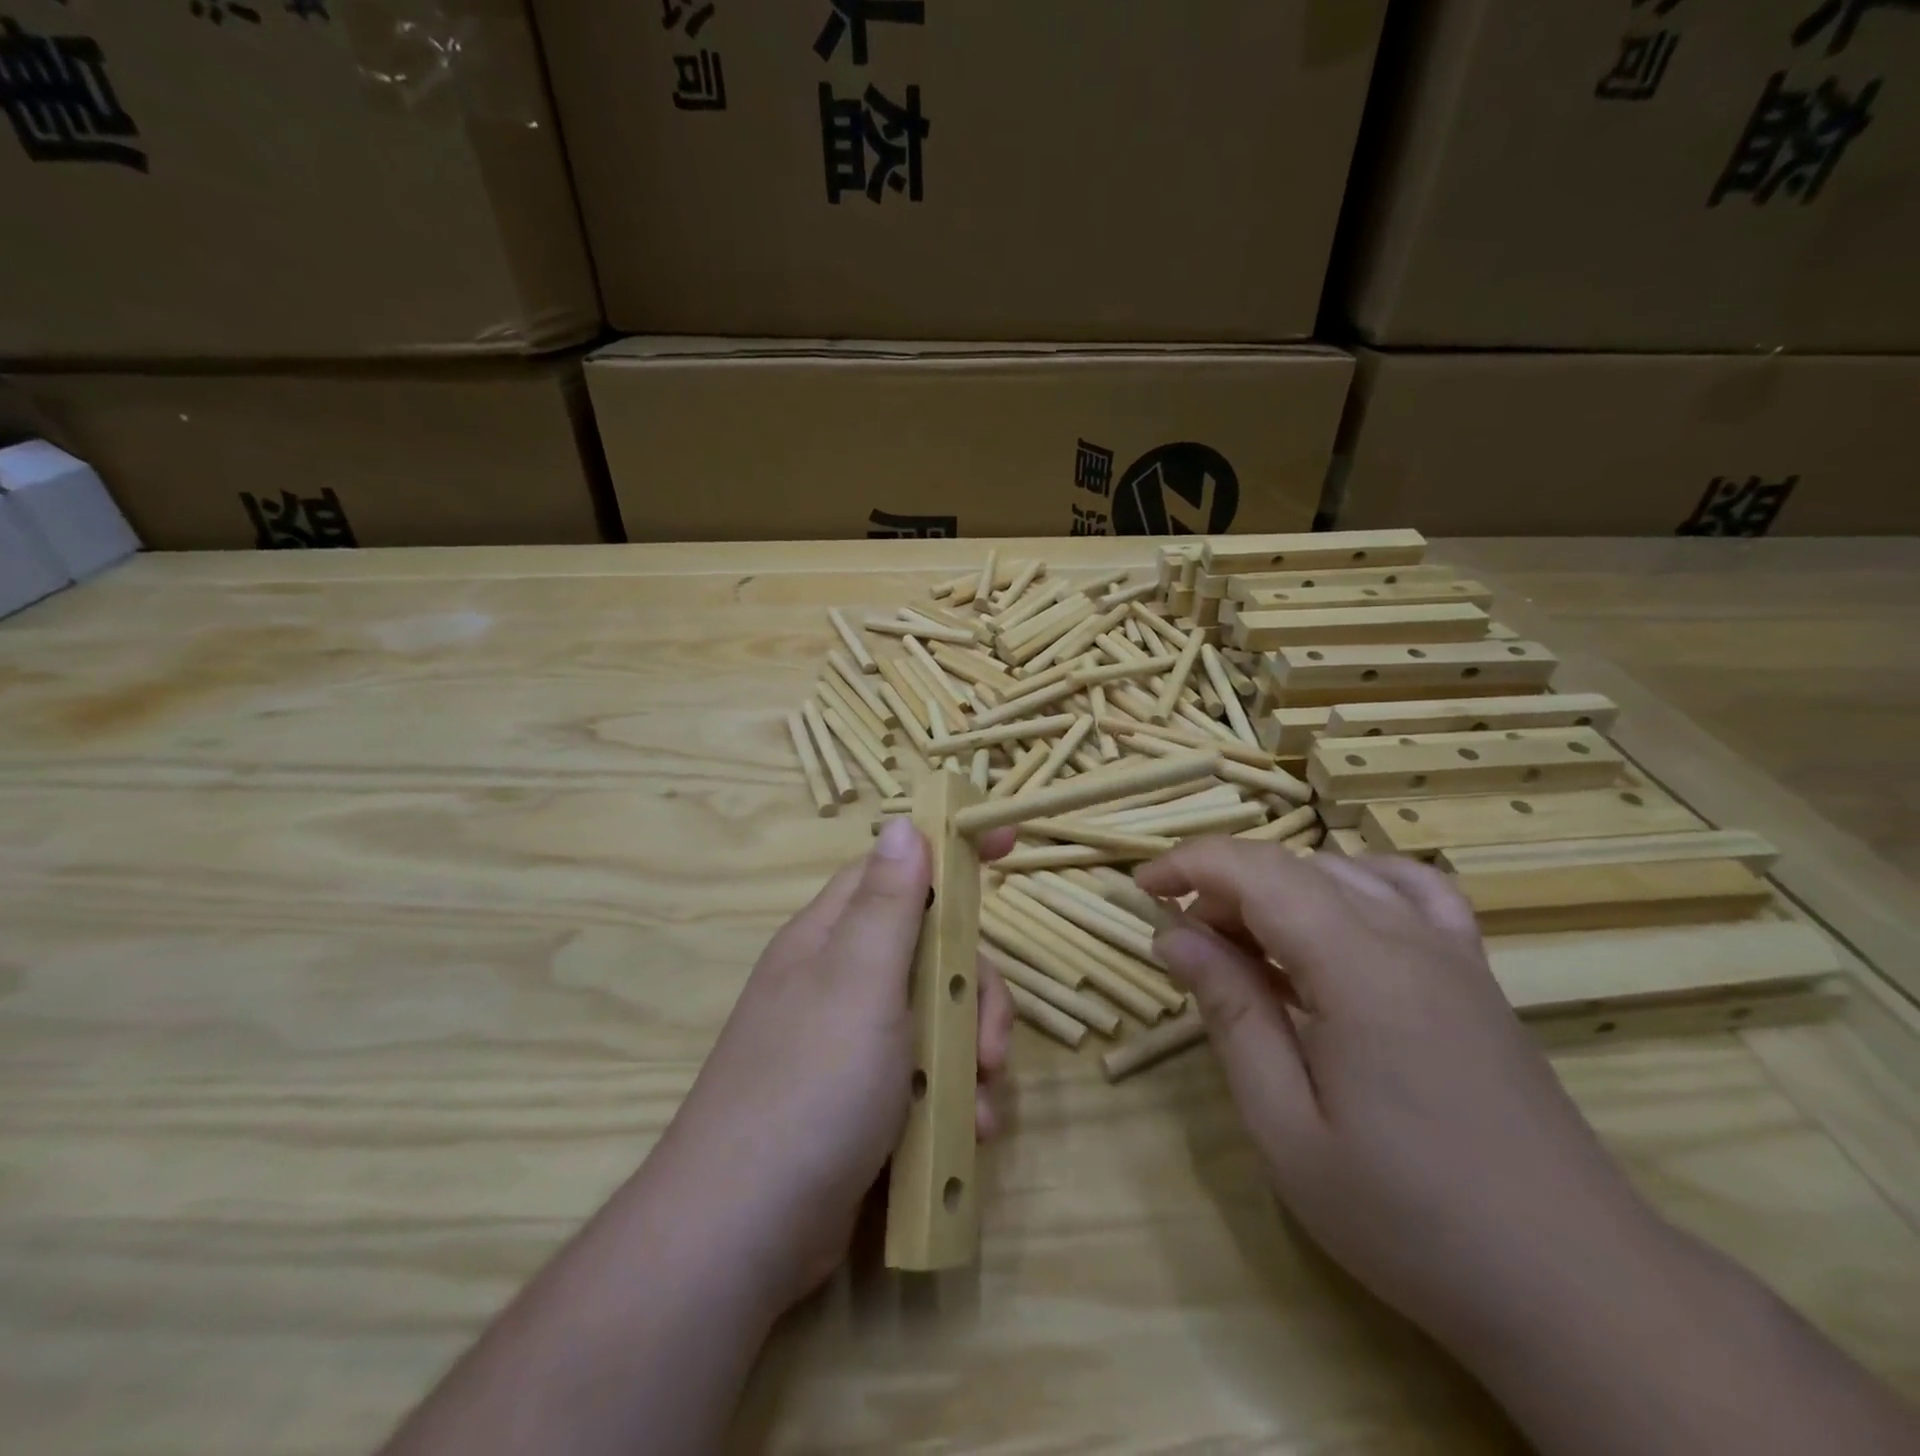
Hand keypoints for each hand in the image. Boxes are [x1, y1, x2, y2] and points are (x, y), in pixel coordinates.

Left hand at [648, 816, 1015, 1316]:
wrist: (745, 1233)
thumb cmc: (810, 1086)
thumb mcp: (860, 981)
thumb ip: (888, 902)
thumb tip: (901, 822)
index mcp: (834, 937)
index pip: (898, 870)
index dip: (950, 855)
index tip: (1009, 845)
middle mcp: (843, 980)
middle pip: (933, 950)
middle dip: (975, 991)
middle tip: (989, 1044)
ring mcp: (854, 1043)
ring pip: (940, 1015)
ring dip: (972, 1055)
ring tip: (980, 1107)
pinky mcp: (867, 1099)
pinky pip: (928, 1074)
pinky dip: (954, 1099)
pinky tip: (965, 1135)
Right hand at [1135, 842, 1666, 1359]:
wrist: (1579, 1290)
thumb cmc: (1410, 1219)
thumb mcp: (1286, 1127)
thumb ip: (1231, 1013)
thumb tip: (1174, 936)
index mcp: (1357, 968)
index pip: (1256, 872)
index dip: (1189, 865)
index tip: (1141, 891)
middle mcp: (1407, 937)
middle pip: (1293, 868)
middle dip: (1222, 887)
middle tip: (1186, 947)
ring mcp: (1451, 951)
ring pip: (1343, 871)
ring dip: (1276, 888)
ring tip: (1246, 944)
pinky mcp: (1475, 974)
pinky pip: (1410, 890)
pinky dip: (1354, 882)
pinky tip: (1336, 919)